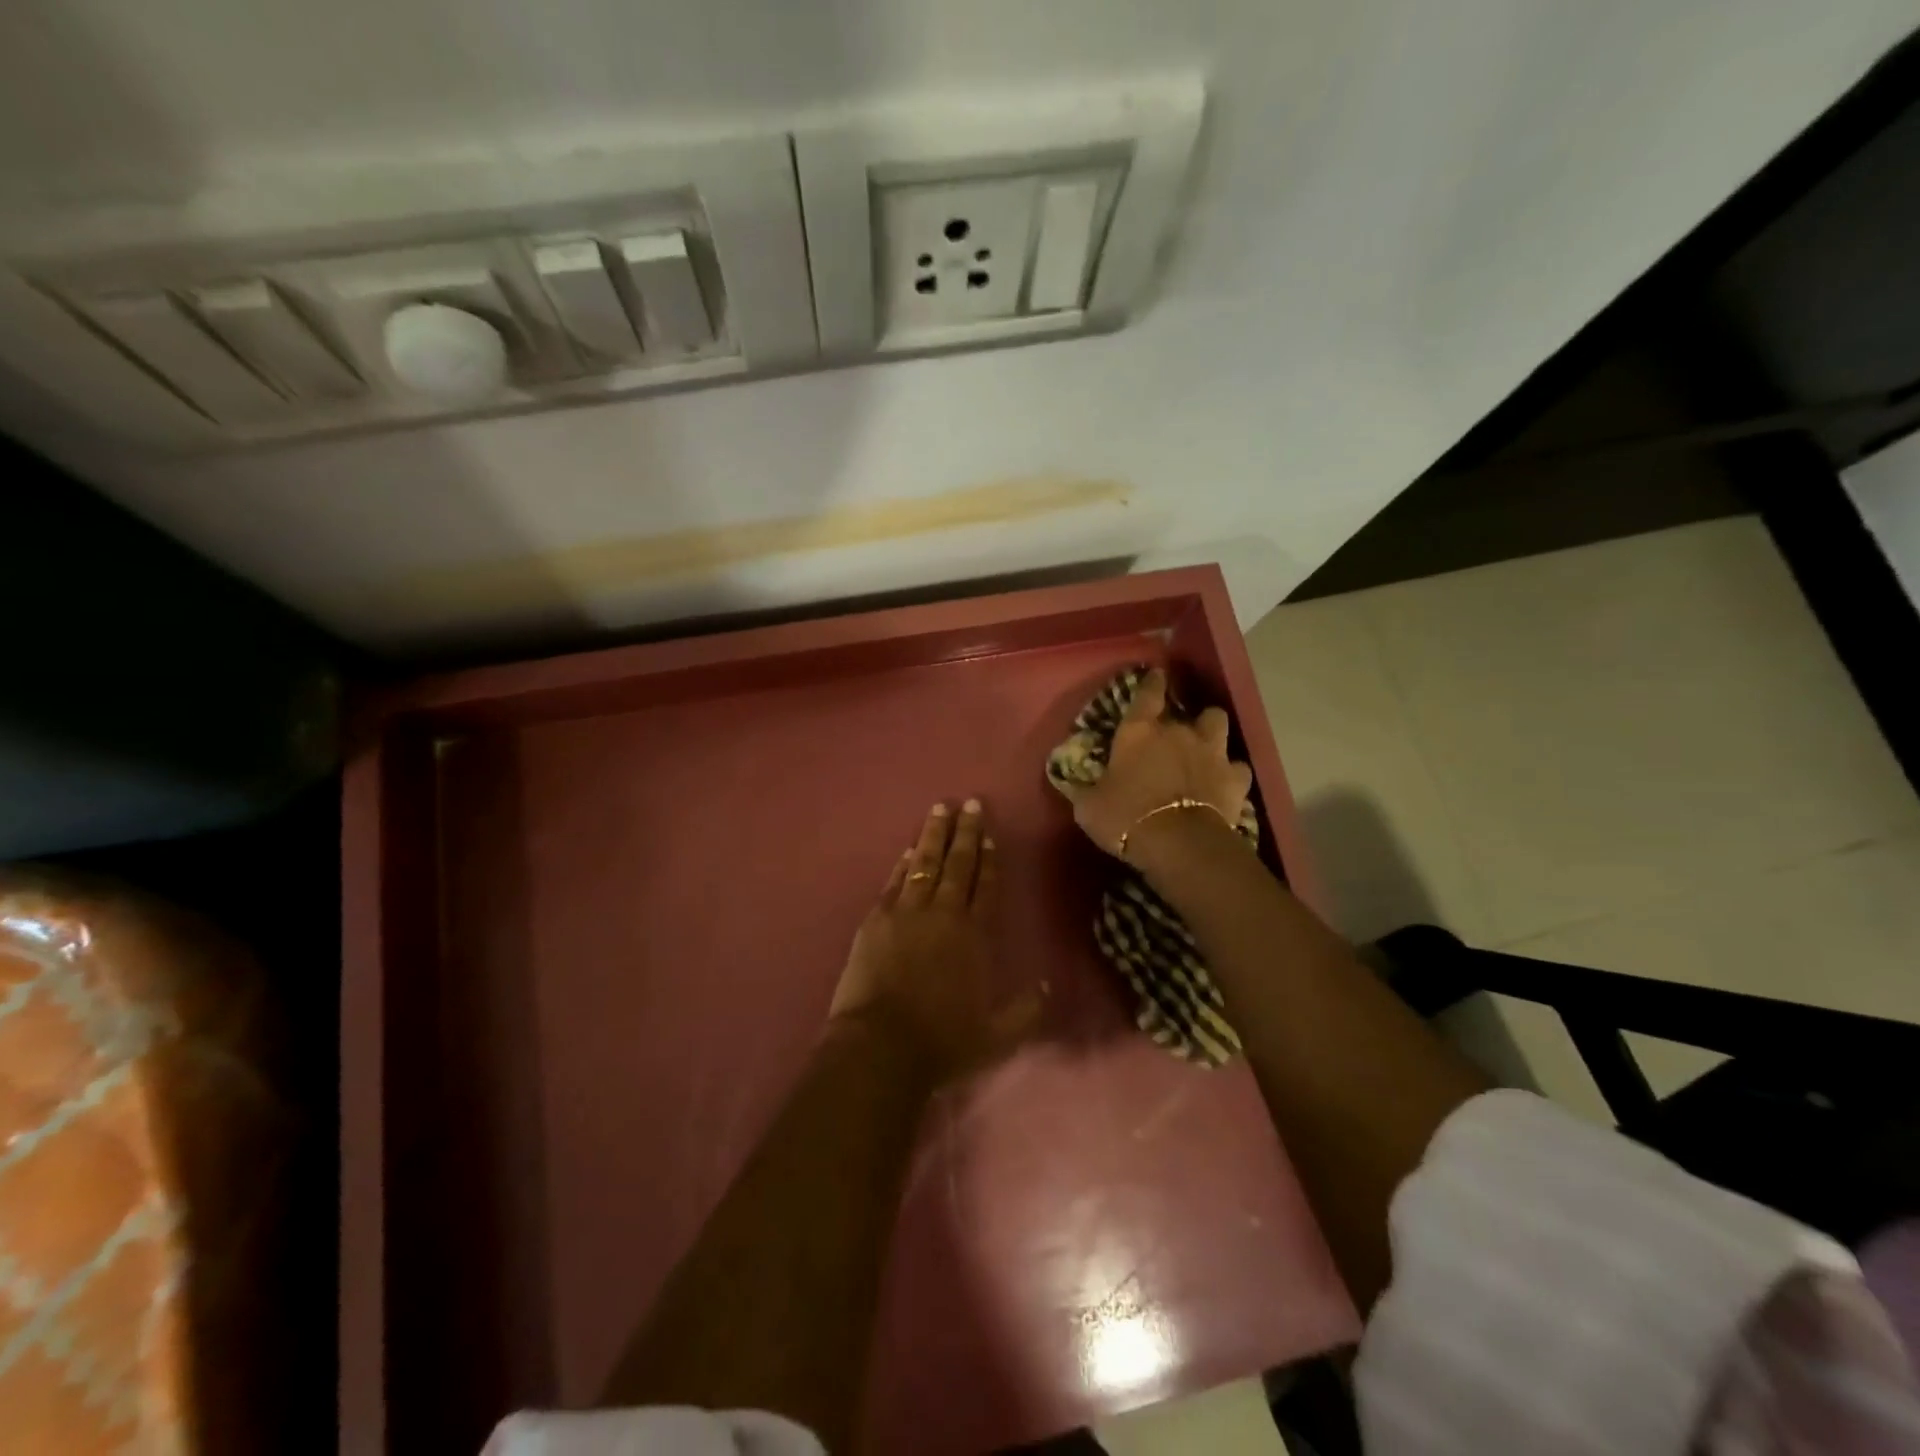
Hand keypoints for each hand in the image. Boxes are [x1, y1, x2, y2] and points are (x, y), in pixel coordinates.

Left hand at [829, 800, 1041, 1084]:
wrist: (881, 1046)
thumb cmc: (944, 1041)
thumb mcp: (998, 1035)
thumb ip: (1026, 1011)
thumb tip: (1048, 987)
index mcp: (974, 935)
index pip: (985, 886)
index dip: (989, 859)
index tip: (990, 835)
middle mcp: (943, 914)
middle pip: (957, 864)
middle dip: (965, 832)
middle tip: (969, 803)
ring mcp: (906, 913)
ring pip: (924, 863)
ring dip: (933, 835)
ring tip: (939, 809)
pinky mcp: (875, 920)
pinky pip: (894, 882)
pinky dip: (903, 864)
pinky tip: (908, 850)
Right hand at [1062, 669, 1253, 859]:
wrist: (1179, 844)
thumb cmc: (1126, 818)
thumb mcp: (1089, 807)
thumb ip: (1085, 790)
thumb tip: (1073, 784)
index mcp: (1139, 732)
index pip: (1147, 694)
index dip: (1152, 683)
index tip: (1157, 675)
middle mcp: (1179, 732)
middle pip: (1191, 709)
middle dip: (1185, 719)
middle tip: (1177, 733)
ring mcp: (1212, 753)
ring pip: (1218, 724)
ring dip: (1212, 733)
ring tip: (1206, 747)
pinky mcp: (1236, 779)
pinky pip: (1238, 767)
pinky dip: (1231, 773)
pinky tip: (1224, 783)